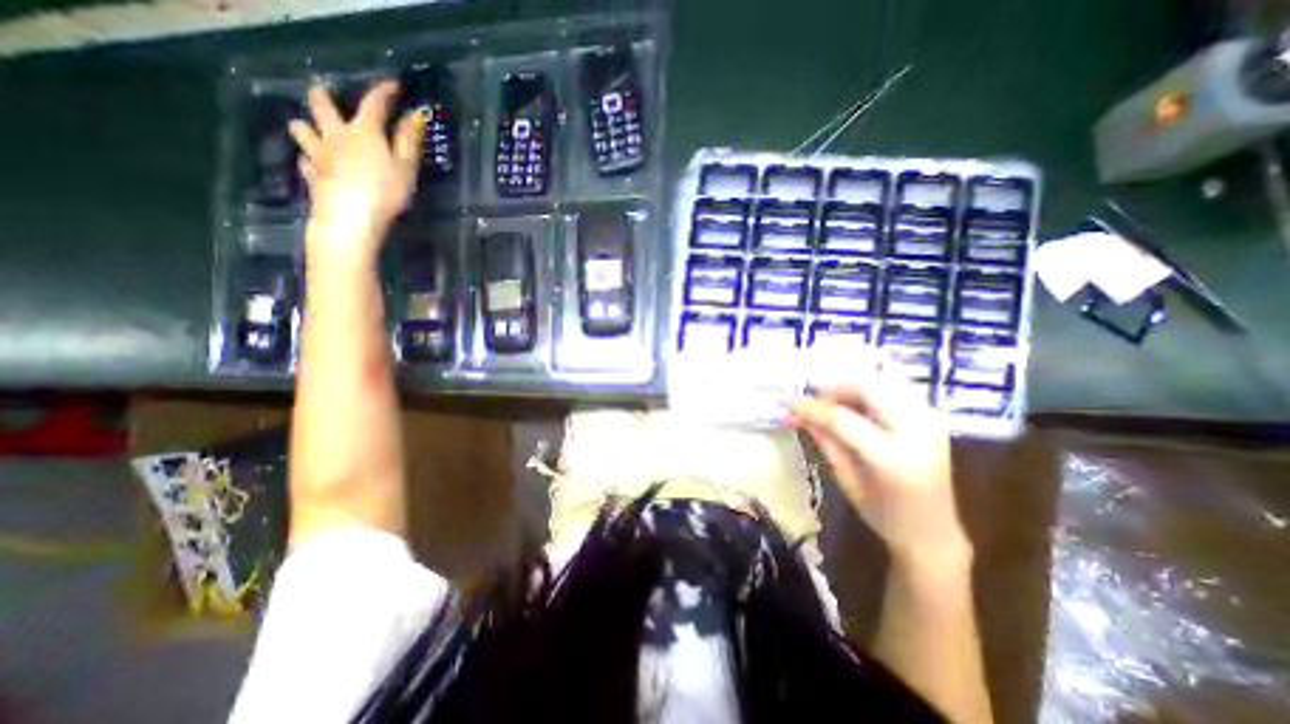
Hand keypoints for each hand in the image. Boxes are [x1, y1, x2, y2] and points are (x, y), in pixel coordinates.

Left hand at [288, 80, 427, 265]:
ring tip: (317, 130)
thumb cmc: (386, 192)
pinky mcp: (311, 174)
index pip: (374, 103)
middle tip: (329, 93)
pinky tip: (317, 164)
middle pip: (320, 103)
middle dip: (324, 94)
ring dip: (308, 125)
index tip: (393, 85)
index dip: (384, 90)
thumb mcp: (406, 168)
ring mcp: (318, 154)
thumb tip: (415, 115)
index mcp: (364, 132)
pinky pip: (304, 159)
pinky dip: (310, 158)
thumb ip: (409, 140)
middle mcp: (335, 135)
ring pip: (301, 127)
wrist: (351, 219)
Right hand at [786, 368, 967, 566]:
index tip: (789, 402)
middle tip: (811, 395)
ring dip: (851, 385)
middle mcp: (919, 432)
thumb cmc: (884, 515)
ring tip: (830, 399)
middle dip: (835, 385)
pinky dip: (868, 390)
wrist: (934, 532)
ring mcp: (932, 421)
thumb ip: (825, 441)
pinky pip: (894, 389)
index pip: (843, 419)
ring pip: (884, 381)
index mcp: (894, 459)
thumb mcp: (847, 481)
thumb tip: (799, 413)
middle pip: (870, 386)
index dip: (812, 407)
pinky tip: (853, 404)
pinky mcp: (933, 417)